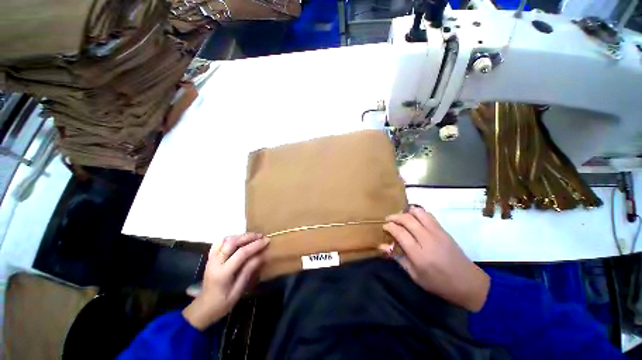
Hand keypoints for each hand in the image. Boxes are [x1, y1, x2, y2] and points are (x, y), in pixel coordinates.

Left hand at [183, 233, 269, 329]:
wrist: (203, 308)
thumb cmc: (222, 303)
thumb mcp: (238, 290)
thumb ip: (248, 271)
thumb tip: (261, 255)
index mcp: (223, 273)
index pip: (241, 253)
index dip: (255, 245)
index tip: (267, 240)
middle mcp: (215, 262)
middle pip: (232, 242)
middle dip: (249, 237)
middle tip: (261, 236)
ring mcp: (211, 258)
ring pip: (226, 240)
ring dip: (241, 236)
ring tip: (252, 236)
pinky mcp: (210, 257)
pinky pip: (220, 242)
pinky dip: (231, 238)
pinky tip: (239, 240)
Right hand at [381, 206, 489, 311]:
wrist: (468, 283)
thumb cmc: (438, 283)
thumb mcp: (414, 275)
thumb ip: (397, 258)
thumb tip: (381, 246)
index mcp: (419, 255)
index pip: (400, 232)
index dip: (389, 227)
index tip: (385, 227)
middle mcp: (428, 240)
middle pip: (407, 219)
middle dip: (395, 217)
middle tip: (389, 220)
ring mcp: (437, 233)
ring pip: (418, 213)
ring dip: (406, 212)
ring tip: (401, 217)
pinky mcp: (444, 230)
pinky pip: (428, 215)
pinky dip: (418, 213)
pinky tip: (414, 218)